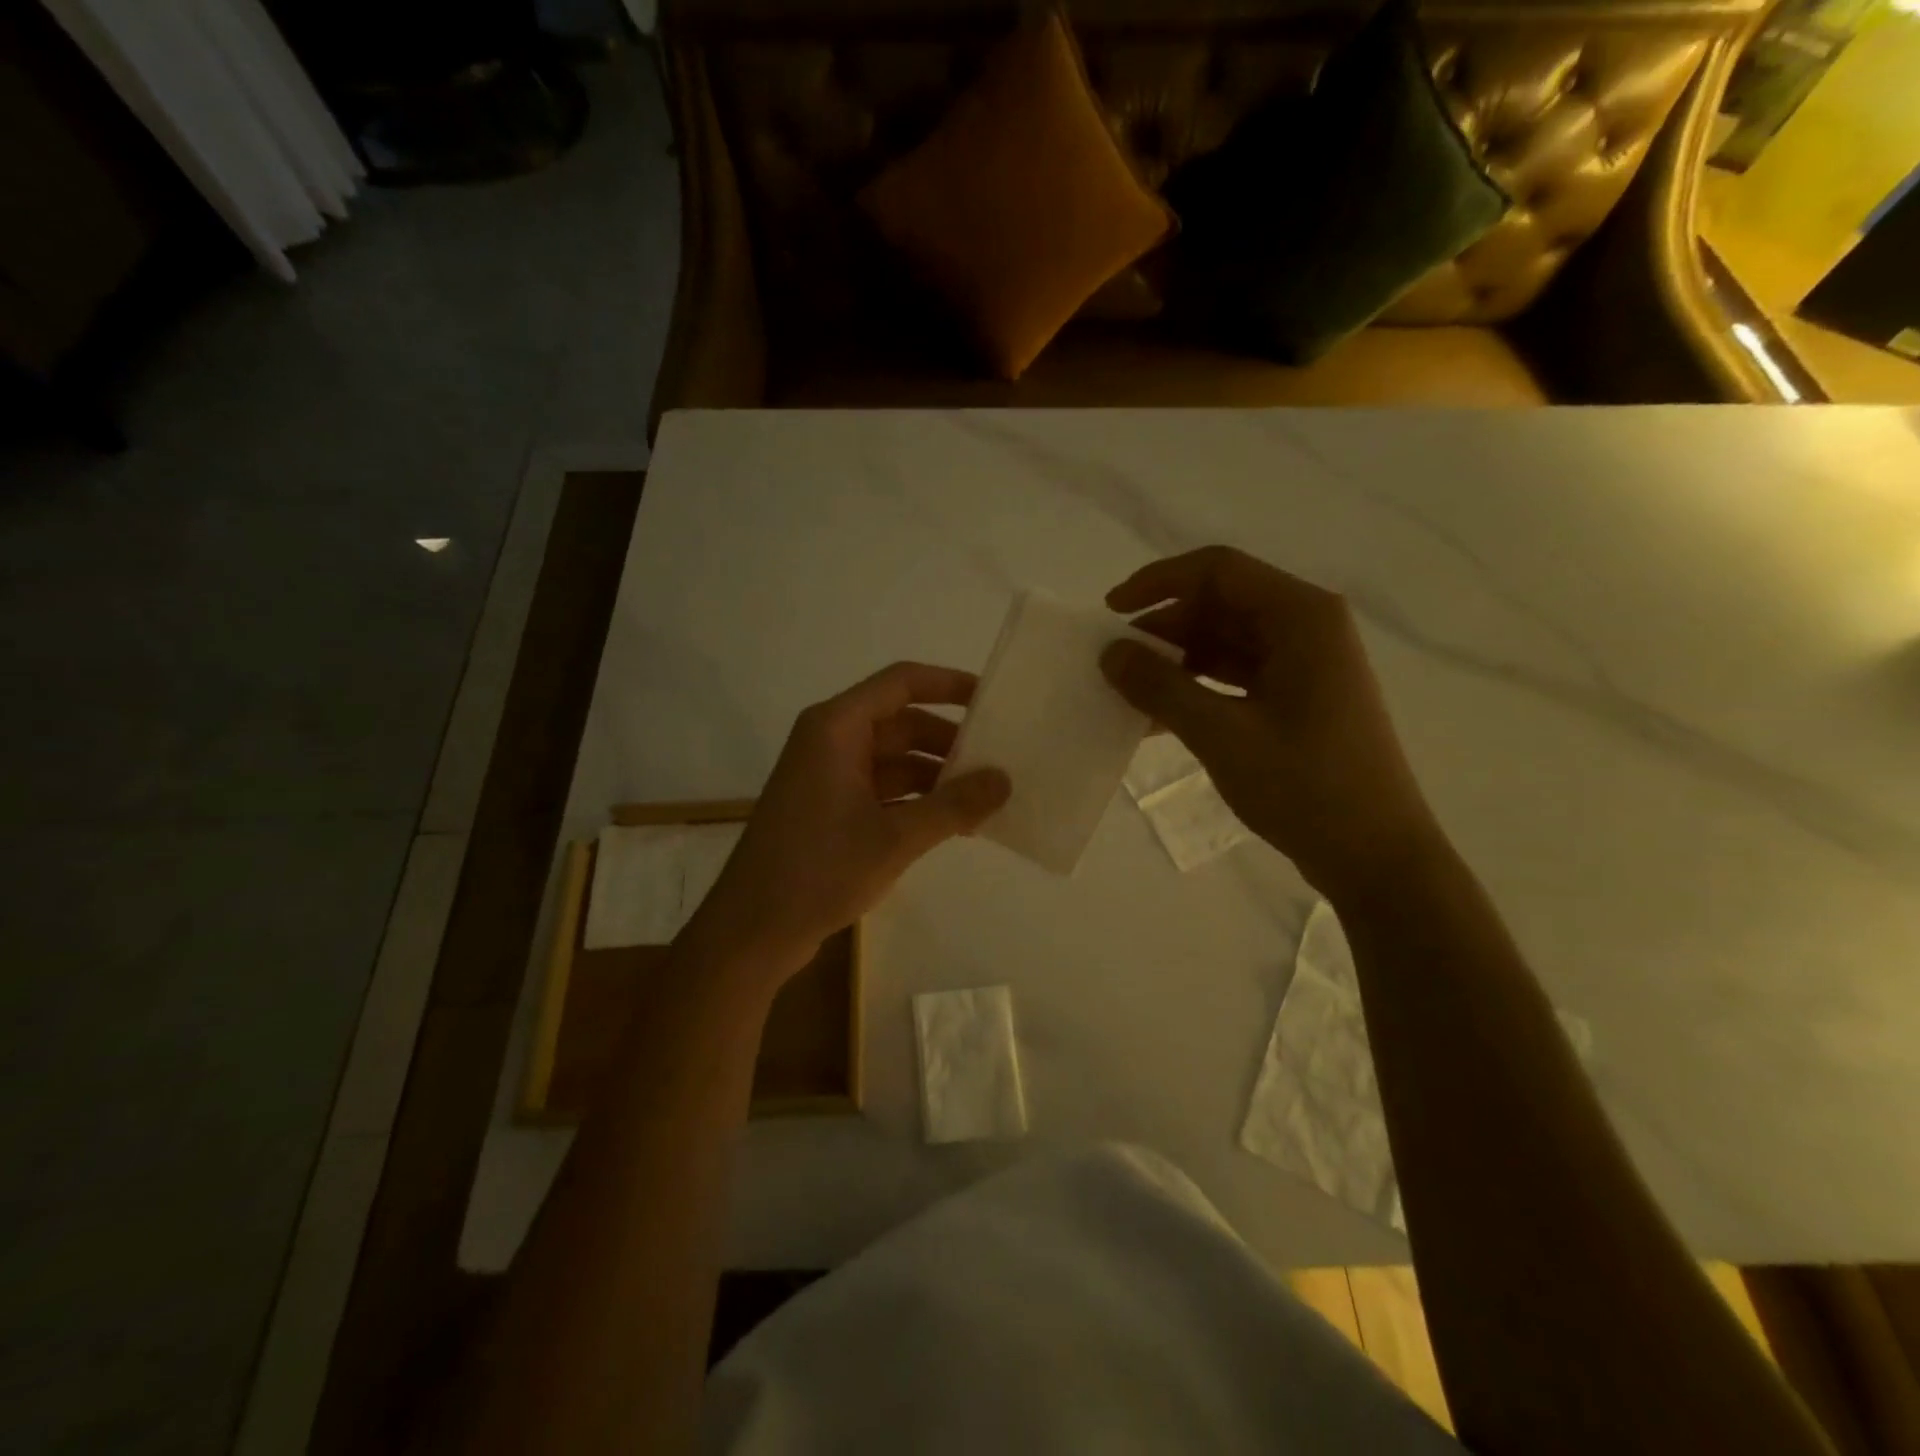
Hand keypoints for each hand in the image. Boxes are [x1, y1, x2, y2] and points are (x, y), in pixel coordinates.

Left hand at [690, 662, 1010, 982]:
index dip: (948, 684)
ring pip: (894, 760)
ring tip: (985, 801)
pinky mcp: (829, 809)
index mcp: (836, 728)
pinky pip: (882, 789)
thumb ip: (954, 805)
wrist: (752, 931)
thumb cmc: (819, 870)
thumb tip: (1004, 780)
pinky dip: (916, 801)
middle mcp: (830, 741)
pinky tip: (954, 825)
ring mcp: (828, 777)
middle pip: (901, 723)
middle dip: (949, 742)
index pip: (901, 683)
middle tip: (999, 762)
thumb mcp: (896, 838)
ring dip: (936, 777)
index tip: (993, 700)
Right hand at [1100, 547, 1442, 905]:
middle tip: (1115, 660)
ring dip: (1176, 661)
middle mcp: (1307, 629)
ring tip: (1129, 690)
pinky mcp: (1299, 700)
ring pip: (1226, 642)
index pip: (1218, 570)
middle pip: (1221, 604)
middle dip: (1164, 627)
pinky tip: (1158, 718)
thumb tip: (1110, 652)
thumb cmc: (1306, 787)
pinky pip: (1236, 676)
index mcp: (1302, 617)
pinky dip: (1197, 689)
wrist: (1375, 857)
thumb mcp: (1222, 734)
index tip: (1110, 611)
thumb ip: (1161, 687)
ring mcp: (1306, 666)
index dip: (1158, 582)